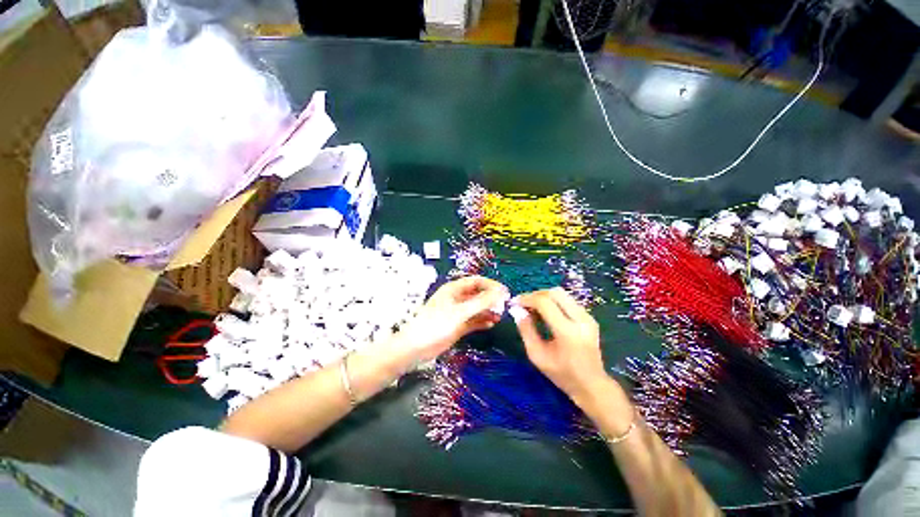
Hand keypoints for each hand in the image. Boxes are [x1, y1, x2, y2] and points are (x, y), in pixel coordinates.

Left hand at [395, 276, 508, 363]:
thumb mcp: (460, 311)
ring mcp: (458, 312)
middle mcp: (457, 298)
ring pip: (477, 308)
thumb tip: (501, 292)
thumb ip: (481, 302)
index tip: (505, 292)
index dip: (491, 285)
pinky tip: (491, 324)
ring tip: (500, 316)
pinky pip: (474, 320)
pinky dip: (482, 321)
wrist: (417, 347)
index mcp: (454, 289)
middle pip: (478, 294)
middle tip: (505, 306)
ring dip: (488, 311)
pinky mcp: (458, 325)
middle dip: (491, 299)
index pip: (476, 281)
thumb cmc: (436, 324)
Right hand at [512, 288, 613, 407]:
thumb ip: (526, 330)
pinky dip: (553, 302)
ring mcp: (587, 317)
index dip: (527, 299)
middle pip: (555, 292)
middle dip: (535, 295)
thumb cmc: (562, 374)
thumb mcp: (537, 355)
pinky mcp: (589, 317)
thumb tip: (516, 310)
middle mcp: (580, 319)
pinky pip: (567, 300)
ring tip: (533, 309)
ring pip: (562, 294)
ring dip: (544, 297)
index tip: (515, 303)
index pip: (544, 303)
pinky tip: (545, 313)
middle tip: (523, 304)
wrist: (592, 385)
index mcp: (567, 331)